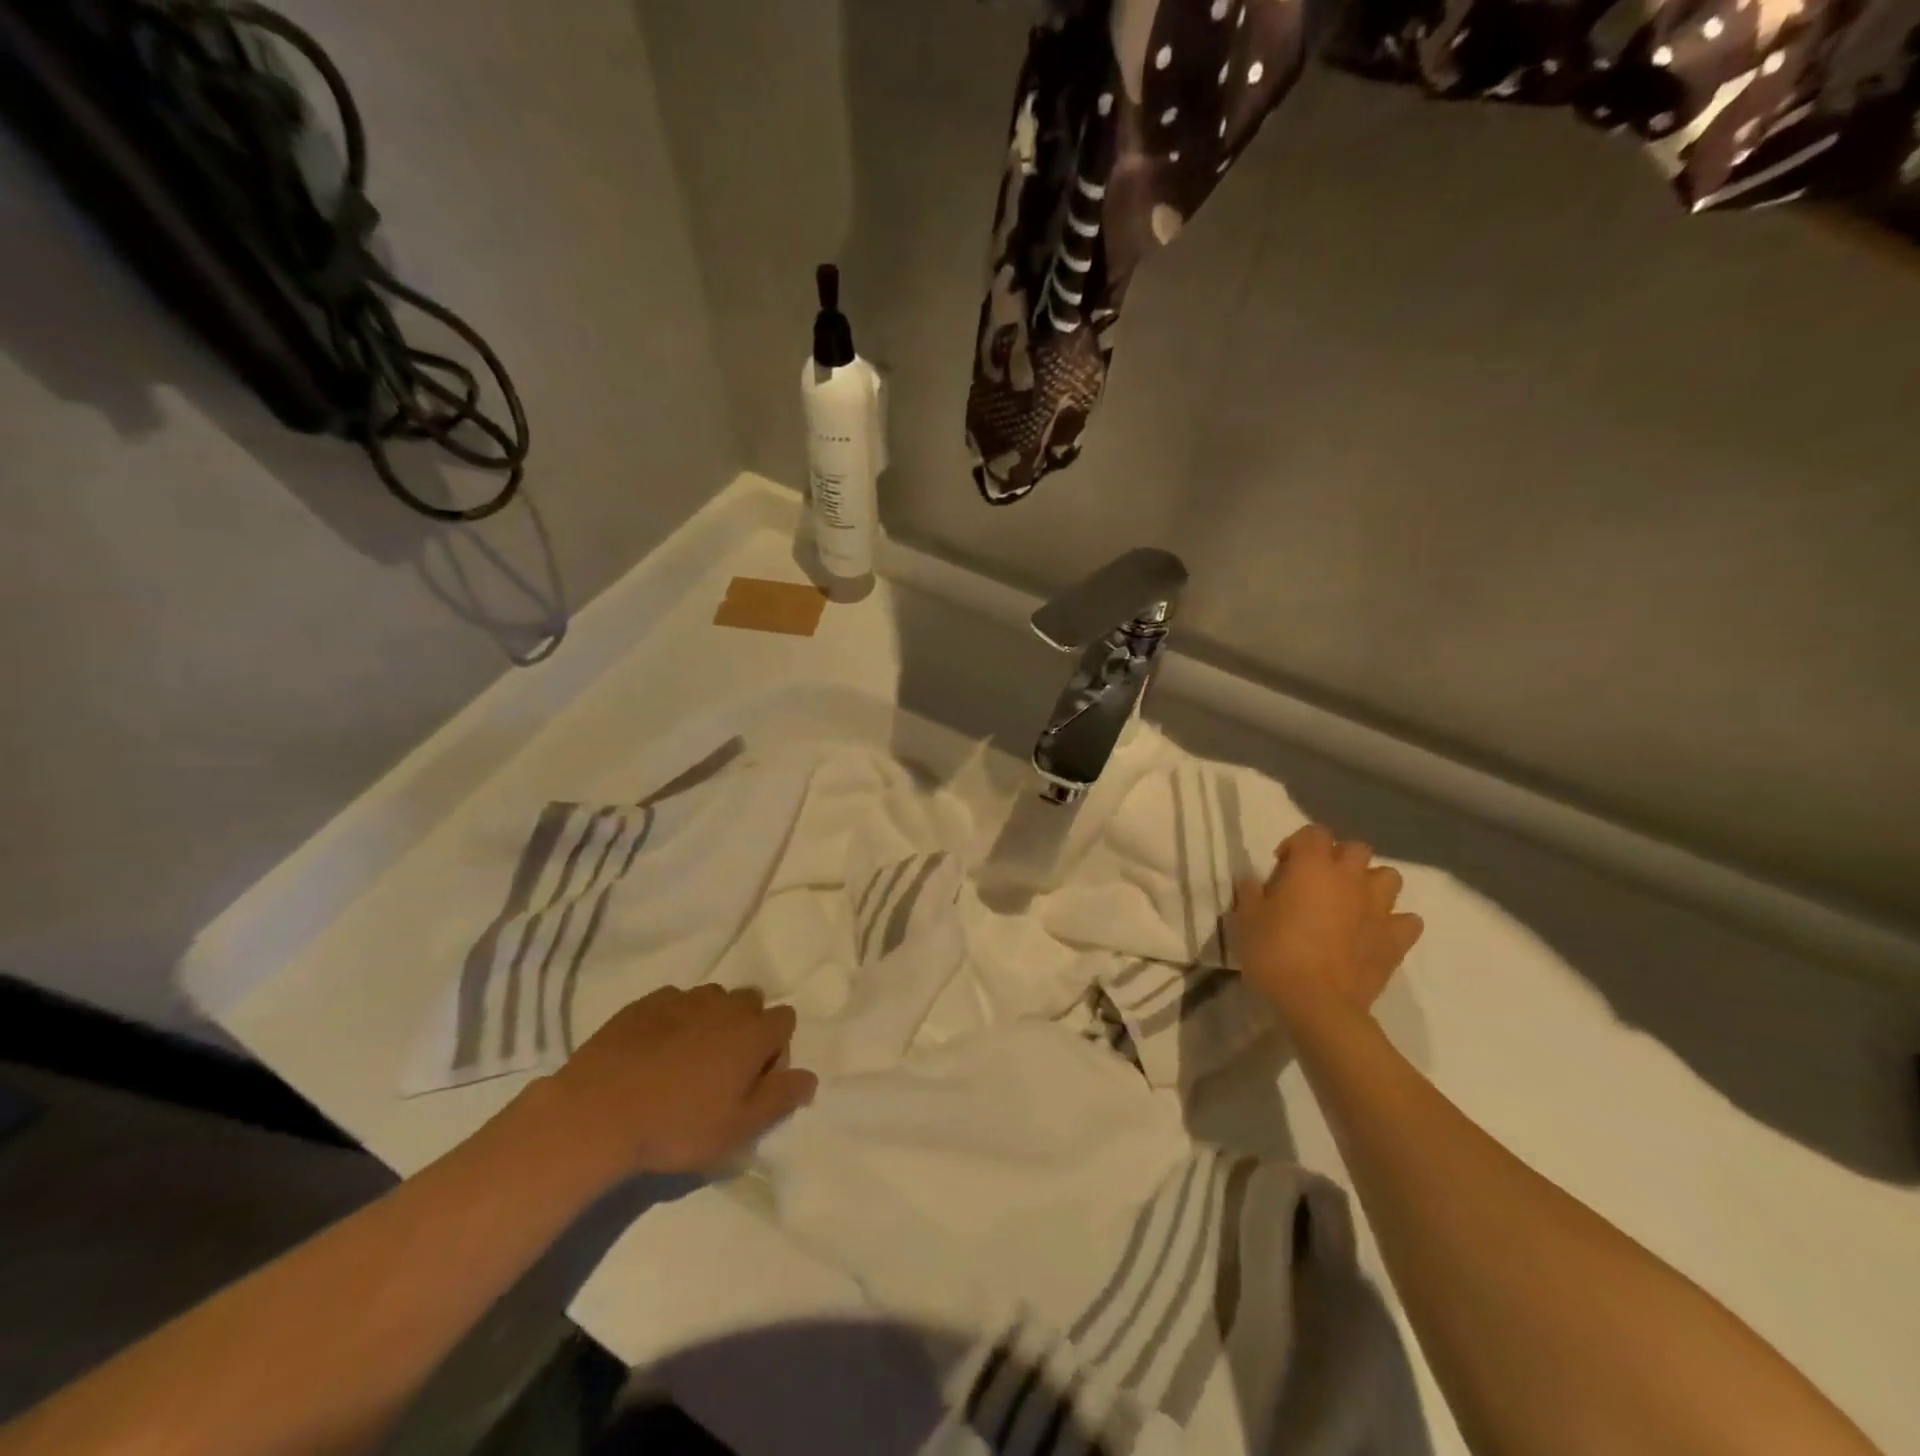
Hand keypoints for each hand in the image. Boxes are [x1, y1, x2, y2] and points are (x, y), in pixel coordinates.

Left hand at [537, 985, 816, 1176]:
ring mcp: (684, 999)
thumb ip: (781, 1098)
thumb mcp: (738, 1128)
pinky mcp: (646, 1002)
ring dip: (712, 1020)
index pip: (786, 1020)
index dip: (777, 1050)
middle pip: (752, 1002)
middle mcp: (725, 1005)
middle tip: (723, 1070)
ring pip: (713, 998)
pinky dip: (675, 1019)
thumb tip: (810, 1077)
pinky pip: (675, 1001)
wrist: (598, 1113)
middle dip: (746, 1028)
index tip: (755, 1081)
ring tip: (688, 1059)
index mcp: (753, 1032)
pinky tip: (655, 1050)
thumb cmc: (677, 1126)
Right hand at [1232, 825, 1422, 1025]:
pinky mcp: (1395, 940)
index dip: (1297, 844)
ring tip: (1351, 902)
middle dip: (1339, 858)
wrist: (1317, 1004)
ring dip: (1371, 884)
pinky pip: (1407, 921)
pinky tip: (1376, 933)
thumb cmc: (1274, 953)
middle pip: (1356, 849)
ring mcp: (1378, 908)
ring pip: (1389, 877)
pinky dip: (1394, 923)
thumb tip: (1252, 880)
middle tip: (1318, 881)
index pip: (1313, 833)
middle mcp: (1350, 878)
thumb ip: (1250, 892)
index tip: (1282, 865)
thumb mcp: (1245, 919)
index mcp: (1312, 866)